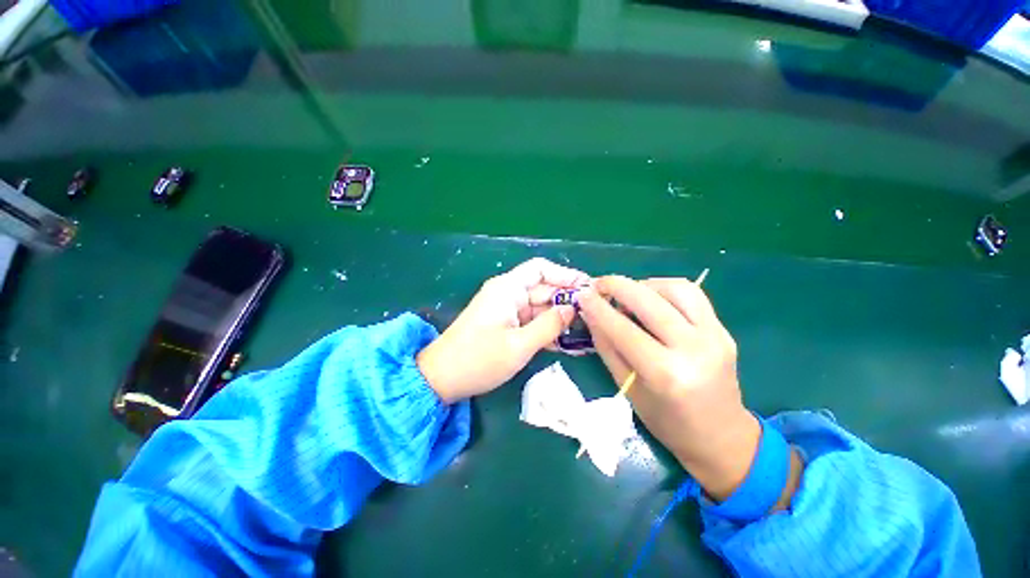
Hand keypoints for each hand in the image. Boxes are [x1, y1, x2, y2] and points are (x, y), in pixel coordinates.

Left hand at [418, 258, 589, 402]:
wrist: (441, 378)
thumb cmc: (479, 360)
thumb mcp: (519, 345)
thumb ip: (549, 325)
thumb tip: (572, 308)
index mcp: (508, 288)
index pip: (541, 269)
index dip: (565, 275)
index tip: (587, 288)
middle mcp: (507, 293)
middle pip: (543, 289)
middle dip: (566, 300)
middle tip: (594, 314)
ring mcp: (505, 310)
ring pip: (538, 307)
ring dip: (559, 317)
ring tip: (586, 330)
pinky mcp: (504, 324)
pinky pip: (530, 321)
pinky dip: (545, 328)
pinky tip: (565, 341)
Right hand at [576, 276, 762, 499]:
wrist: (721, 436)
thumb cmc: (667, 422)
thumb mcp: (628, 388)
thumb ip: (607, 347)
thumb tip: (589, 314)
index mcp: (666, 374)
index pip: (623, 329)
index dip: (598, 308)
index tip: (582, 294)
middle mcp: (694, 349)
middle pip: (649, 301)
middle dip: (617, 286)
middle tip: (598, 284)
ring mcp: (715, 336)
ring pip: (675, 289)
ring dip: (643, 284)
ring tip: (626, 294)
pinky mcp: (724, 329)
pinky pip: (692, 294)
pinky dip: (665, 289)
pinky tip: (651, 297)